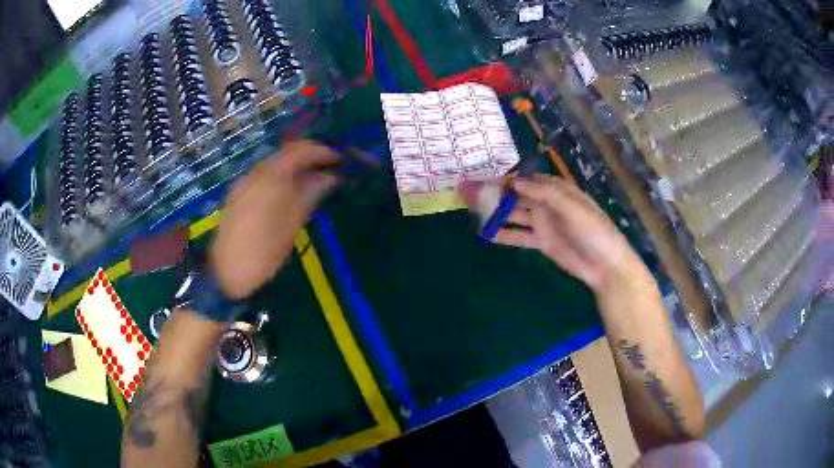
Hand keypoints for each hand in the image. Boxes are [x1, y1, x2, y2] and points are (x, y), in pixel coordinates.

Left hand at [210, 141, 338, 298]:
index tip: (338, 159)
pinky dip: (279, 179)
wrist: (229, 270)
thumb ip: (312, 193)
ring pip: (272, 166)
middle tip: (327, 168)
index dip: (321, 152)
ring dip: (293, 168)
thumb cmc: (266, 247)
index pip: (299, 150)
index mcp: (272, 175)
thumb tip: (329, 177)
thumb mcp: (295, 220)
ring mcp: (243, 183)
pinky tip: (287, 194)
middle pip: (284, 154)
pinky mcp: (237, 195)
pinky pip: (262, 178)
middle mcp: (255, 172)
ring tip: (311, 182)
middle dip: (307, 157)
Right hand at [462, 174, 648, 294]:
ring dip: (495, 212)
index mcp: (557, 189)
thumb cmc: (593, 229)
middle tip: (469, 194)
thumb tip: (515, 181)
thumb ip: (544, 193)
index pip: (526, 179)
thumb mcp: (571, 207)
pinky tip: (486, 234)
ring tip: (471, 210)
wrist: (605, 264)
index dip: (505, 178)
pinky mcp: (541, 241)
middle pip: (517, 195)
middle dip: (494, 194)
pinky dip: (503, 234)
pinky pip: (519, 235)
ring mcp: (543, 223)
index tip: (483, 179)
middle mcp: (547, 203)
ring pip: (514, 214)